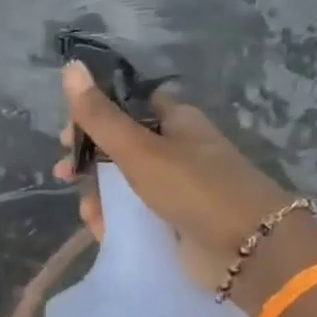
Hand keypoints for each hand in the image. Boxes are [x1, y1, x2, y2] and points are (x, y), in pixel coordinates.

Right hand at [52, 62, 316, 308]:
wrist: (250, 250)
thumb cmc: (195, 188)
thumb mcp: (139, 149)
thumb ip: (100, 114)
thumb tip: (70, 66)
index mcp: (175, 120)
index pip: (125, 105)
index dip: (93, 114)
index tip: (66, 135)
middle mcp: (175, 148)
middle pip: (119, 145)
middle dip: (88, 161)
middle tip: (65, 174)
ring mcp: (176, 185)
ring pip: (123, 182)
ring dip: (98, 194)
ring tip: (89, 213)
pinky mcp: (174, 219)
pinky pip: (134, 212)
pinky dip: (115, 219)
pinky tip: (102, 229)